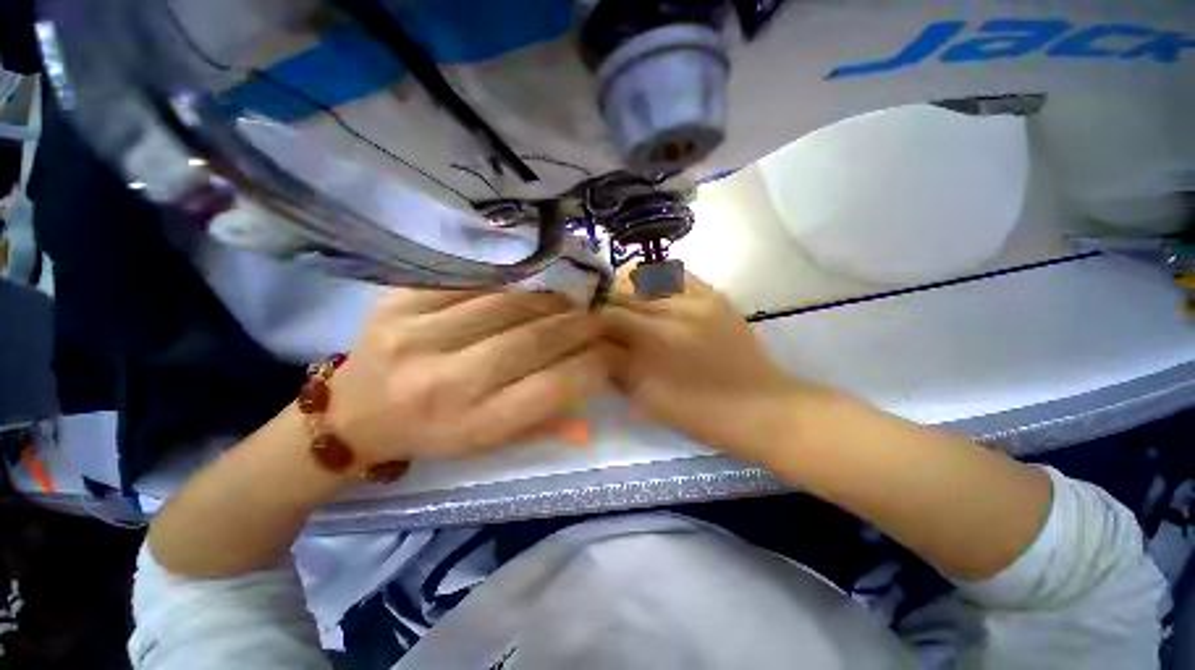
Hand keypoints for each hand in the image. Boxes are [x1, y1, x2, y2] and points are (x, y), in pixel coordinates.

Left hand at [328, 289, 609, 466]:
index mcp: (470, 425)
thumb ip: (541, 427)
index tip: (607, 351)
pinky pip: (473, 282)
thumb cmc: (429, 435)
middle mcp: (447, 381)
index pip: (551, 388)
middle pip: (534, 340)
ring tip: (566, 302)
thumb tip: (589, 421)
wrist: (349, 415)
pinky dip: (509, 284)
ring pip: (508, 303)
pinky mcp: (399, 301)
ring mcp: (418, 334)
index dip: (589, 365)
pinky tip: (525, 289)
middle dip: (578, 325)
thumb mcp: (487, 445)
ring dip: (549, 301)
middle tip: (596, 317)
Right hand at [602, 274, 819, 460]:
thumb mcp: (646, 397)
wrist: (758, 406)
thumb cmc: (697, 412)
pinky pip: (676, 273)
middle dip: (605, 301)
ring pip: (646, 276)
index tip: (584, 326)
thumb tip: (593, 342)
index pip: (608, 317)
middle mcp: (675, 313)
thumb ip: (614, 365)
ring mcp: (698, 299)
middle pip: (623, 291)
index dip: (590, 320)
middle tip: (600, 315)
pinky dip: (656, 277)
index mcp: (657, 345)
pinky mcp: (715, 294)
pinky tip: (651, 291)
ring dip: (626, 286)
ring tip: (624, 301)